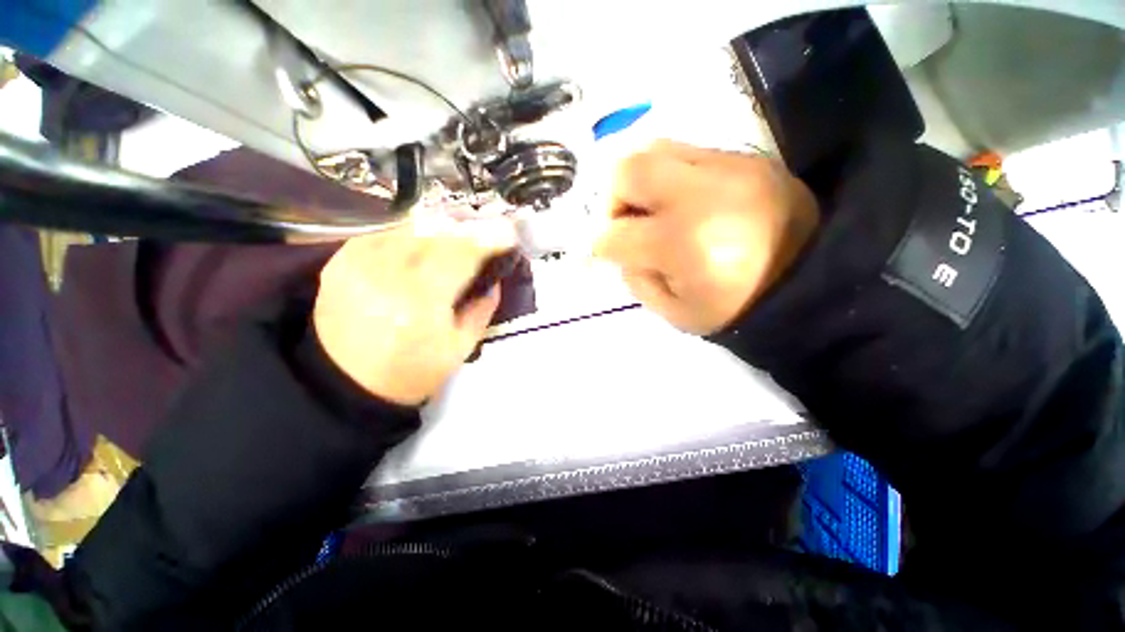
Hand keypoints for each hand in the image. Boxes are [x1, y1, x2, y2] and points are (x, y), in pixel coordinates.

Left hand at [313, 219, 515, 405]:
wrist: (345, 384)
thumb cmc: (411, 371)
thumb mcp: (460, 348)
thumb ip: (483, 309)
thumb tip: (494, 280)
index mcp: (422, 301)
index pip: (462, 254)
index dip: (489, 239)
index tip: (508, 233)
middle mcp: (388, 273)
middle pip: (437, 233)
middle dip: (467, 229)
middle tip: (485, 233)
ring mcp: (359, 263)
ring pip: (411, 227)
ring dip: (441, 229)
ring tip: (458, 236)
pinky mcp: (340, 261)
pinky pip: (386, 234)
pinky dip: (411, 235)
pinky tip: (423, 245)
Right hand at [594, 140, 819, 334]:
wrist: (813, 282)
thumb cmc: (737, 308)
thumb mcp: (674, 312)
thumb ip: (635, 279)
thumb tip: (618, 250)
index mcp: (681, 243)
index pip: (613, 233)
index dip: (602, 246)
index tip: (609, 253)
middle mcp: (699, 194)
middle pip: (626, 170)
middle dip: (612, 199)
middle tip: (627, 222)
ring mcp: (727, 167)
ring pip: (654, 148)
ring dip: (640, 181)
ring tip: (653, 208)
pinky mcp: (746, 158)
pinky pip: (688, 152)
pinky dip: (671, 175)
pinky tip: (685, 201)